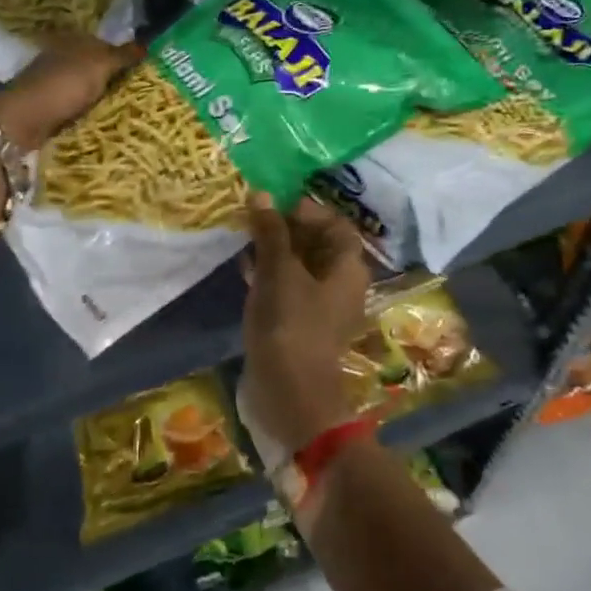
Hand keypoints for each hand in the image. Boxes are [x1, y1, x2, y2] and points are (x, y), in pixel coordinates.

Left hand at [0, 33, 142, 149]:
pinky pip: (78, 106)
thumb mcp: (99, 64)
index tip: (145, 71)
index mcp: (73, 39)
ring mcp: (54, 82)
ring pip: (87, 87)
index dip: (124, 55)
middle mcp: (62, 56)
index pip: (105, 43)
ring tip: (128, 109)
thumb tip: (147, 45)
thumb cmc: (63, 85)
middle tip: (142, 92)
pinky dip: (90, 111)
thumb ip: (123, 54)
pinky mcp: (49, 105)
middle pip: (96, 66)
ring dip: (102, 97)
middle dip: (114, 77)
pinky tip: (104, 119)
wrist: (24, 120)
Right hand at [238, 192, 371, 457]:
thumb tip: (261, 194)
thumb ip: (270, 232)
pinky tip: (243, 267)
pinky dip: (269, 275)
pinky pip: (287, 289)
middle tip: (253, 217)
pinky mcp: (299, 324)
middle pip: (317, 244)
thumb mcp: (279, 272)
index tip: (274, 207)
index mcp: (348, 268)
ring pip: (299, 266)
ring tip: (244, 236)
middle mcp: (340, 285)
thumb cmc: (291, 325)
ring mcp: (320, 307)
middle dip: (286, 228)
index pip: (335, 224)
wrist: (290, 396)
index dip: (307, 210)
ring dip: (274, 250)